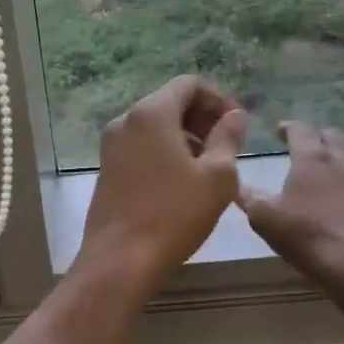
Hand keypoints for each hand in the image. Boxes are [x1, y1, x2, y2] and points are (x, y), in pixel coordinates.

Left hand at [79, 76, 247, 286]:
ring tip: (208, 168)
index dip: (218, 99)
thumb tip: (235, 115)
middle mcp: (125, 119)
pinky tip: (181, 181)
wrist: (120, 258)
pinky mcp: (106, 166)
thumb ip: (228, 138)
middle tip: (227, 148)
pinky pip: (141, 144)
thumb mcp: (216, 177)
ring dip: (185, 136)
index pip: (189, 84)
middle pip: (170, 101)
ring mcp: (111, 144)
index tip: (237, 126)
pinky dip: (164, 150)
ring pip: (155, 125)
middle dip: (202, 118)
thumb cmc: (174, 214)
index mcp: (151, 113)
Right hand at [239, 122, 343, 304]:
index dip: (288, 127)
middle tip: (304, 150)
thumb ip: (249, 198)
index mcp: (313, 158)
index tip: (279, 131)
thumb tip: (236, 184)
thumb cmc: (309, 237)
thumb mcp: (265, 219)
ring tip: (328, 175)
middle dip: (317, 138)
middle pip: (332, 136)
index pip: (300, 129)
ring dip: (339, 160)